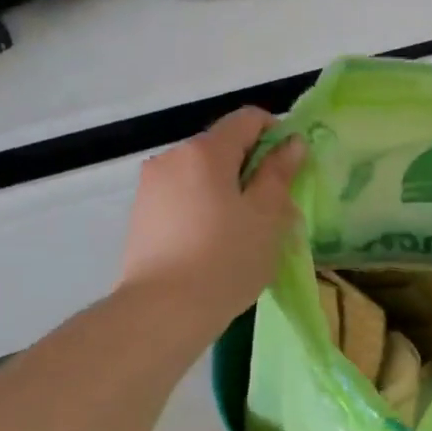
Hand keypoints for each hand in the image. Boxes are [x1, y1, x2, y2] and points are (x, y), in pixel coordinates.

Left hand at [119, 106, 303, 338]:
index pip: (247, 119)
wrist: (163, 311)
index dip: (276, 134)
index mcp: (205, 151)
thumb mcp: (266, 217)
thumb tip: (291, 143)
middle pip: (221, 149)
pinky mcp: (140, 216)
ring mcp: (150, 187)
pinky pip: (181, 200)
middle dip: (250, 170)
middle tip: (272, 212)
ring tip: (240, 235)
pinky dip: (202, 210)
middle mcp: (172, 157)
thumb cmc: (225, 260)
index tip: (291, 168)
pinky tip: (211, 247)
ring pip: (200, 176)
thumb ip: (279, 174)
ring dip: (225, 192)